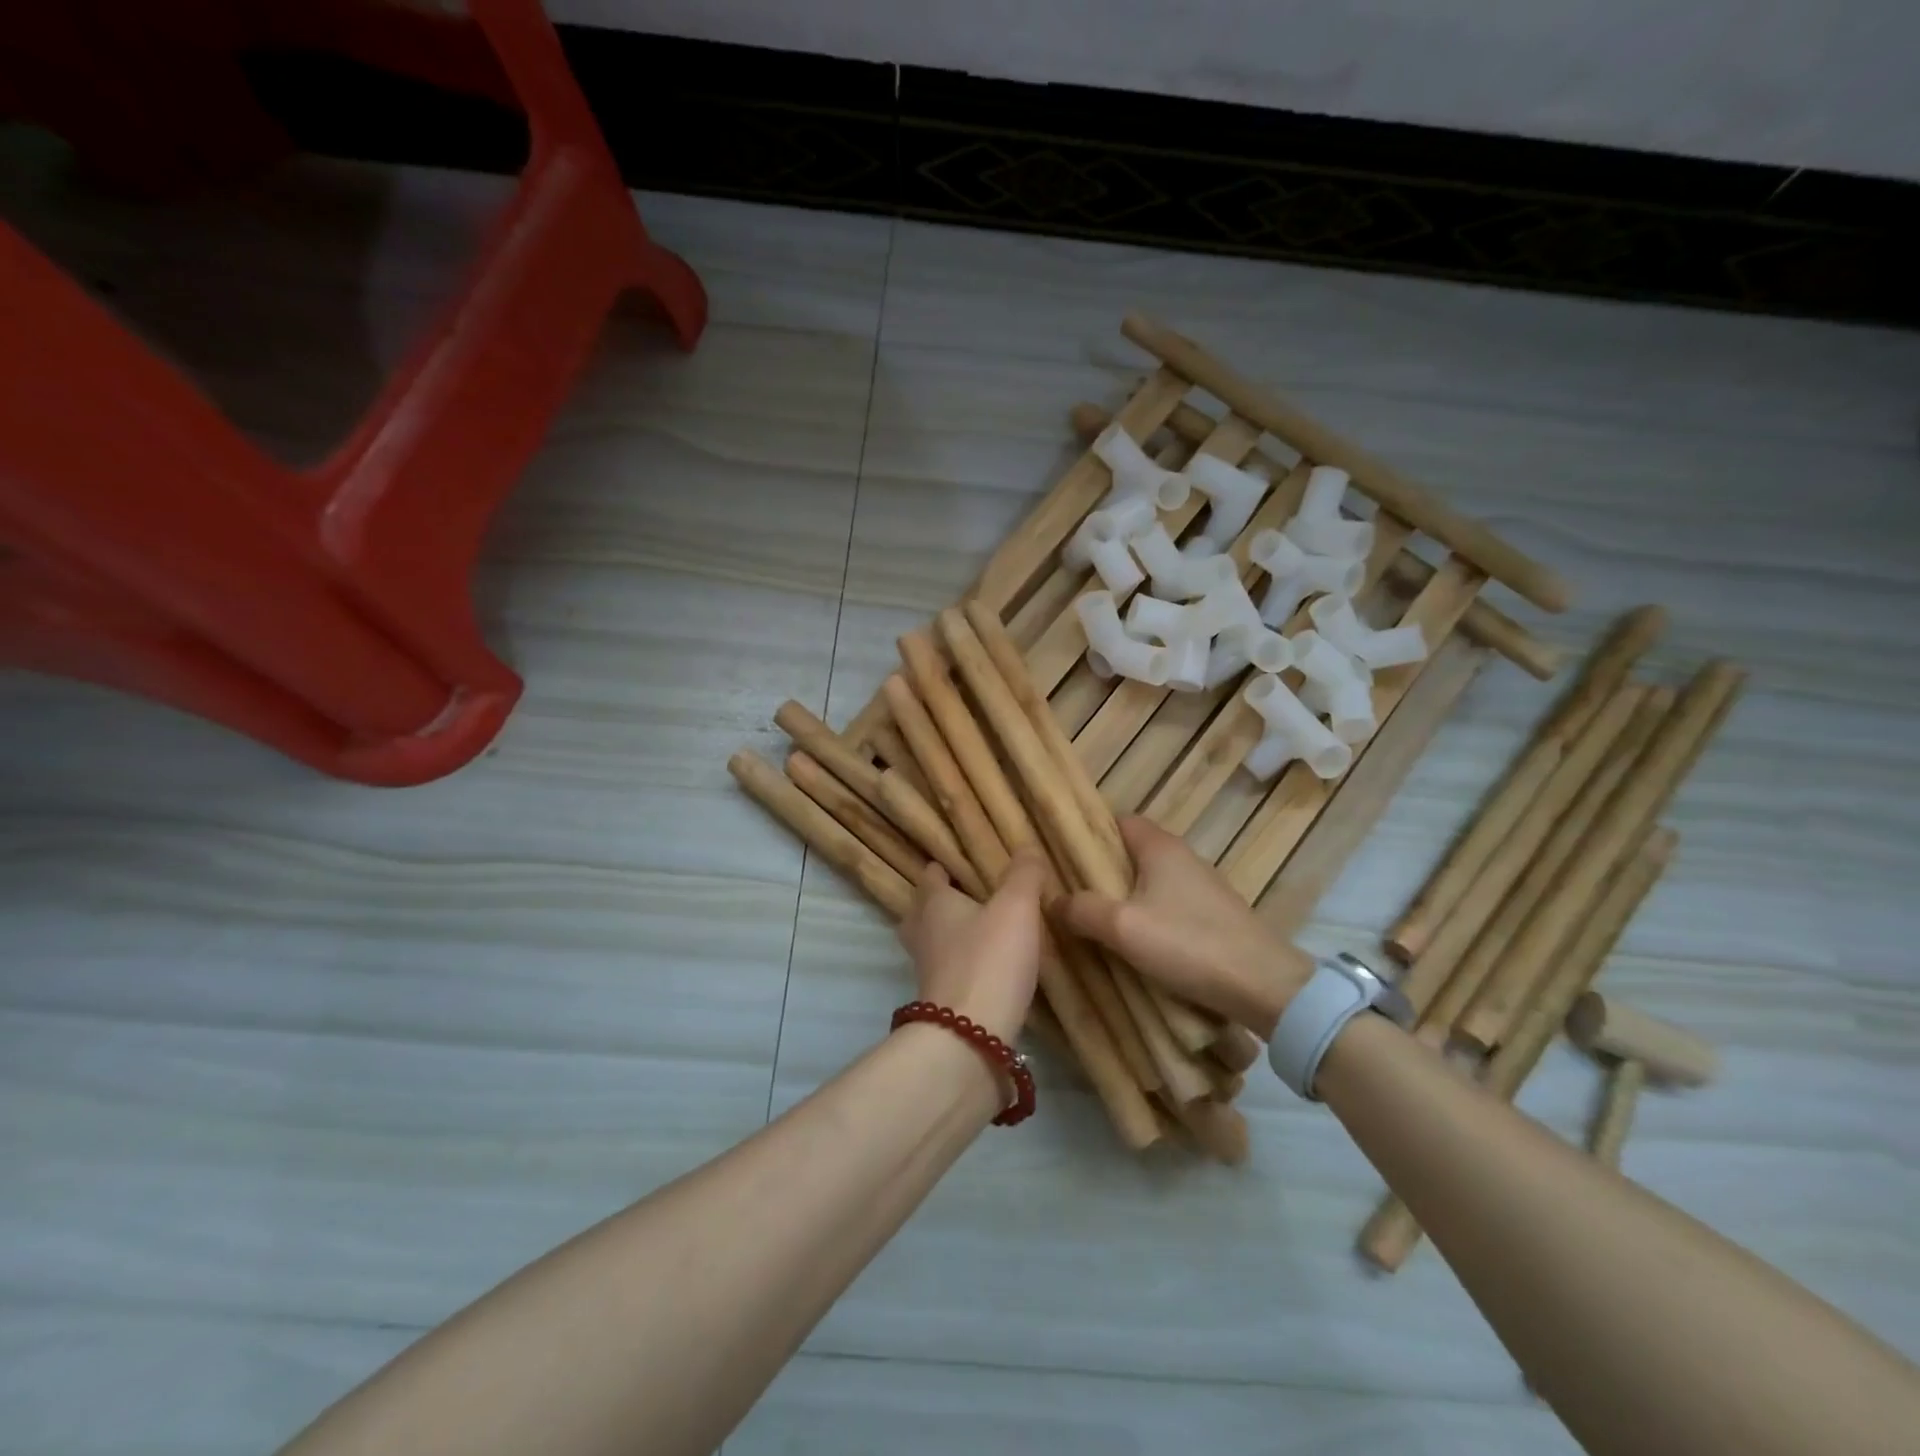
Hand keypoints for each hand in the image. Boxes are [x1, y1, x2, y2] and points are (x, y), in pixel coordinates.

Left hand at [897, 849, 1046, 1043]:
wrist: (970, 1037)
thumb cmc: (990, 959)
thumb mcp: (1016, 907)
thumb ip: (1024, 875)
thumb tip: (1027, 847)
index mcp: (934, 904)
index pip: (930, 876)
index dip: (942, 867)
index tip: (959, 862)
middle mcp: (923, 934)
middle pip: (921, 911)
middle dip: (937, 903)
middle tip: (966, 897)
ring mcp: (927, 971)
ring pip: (930, 943)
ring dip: (948, 936)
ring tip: (978, 932)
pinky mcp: (939, 1002)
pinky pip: (946, 972)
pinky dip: (960, 965)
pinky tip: (986, 968)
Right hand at [1056, 817, 1310, 1038]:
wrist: (1264, 986)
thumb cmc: (1188, 944)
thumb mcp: (1122, 927)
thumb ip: (1082, 909)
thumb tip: (1052, 899)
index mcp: (1160, 847)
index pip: (1119, 820)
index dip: (1090, 832)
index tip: (1062, 854)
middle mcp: (1183, 856)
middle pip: (1133, 851)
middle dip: (1102, 869)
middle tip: (1070, 892)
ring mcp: (1203, 885)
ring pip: (1151, 880)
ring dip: (1125, 895)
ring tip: (1095, 919)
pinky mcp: (1215, 914)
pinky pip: (1169, 903)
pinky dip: (1149, 913)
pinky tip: (1136, 941)